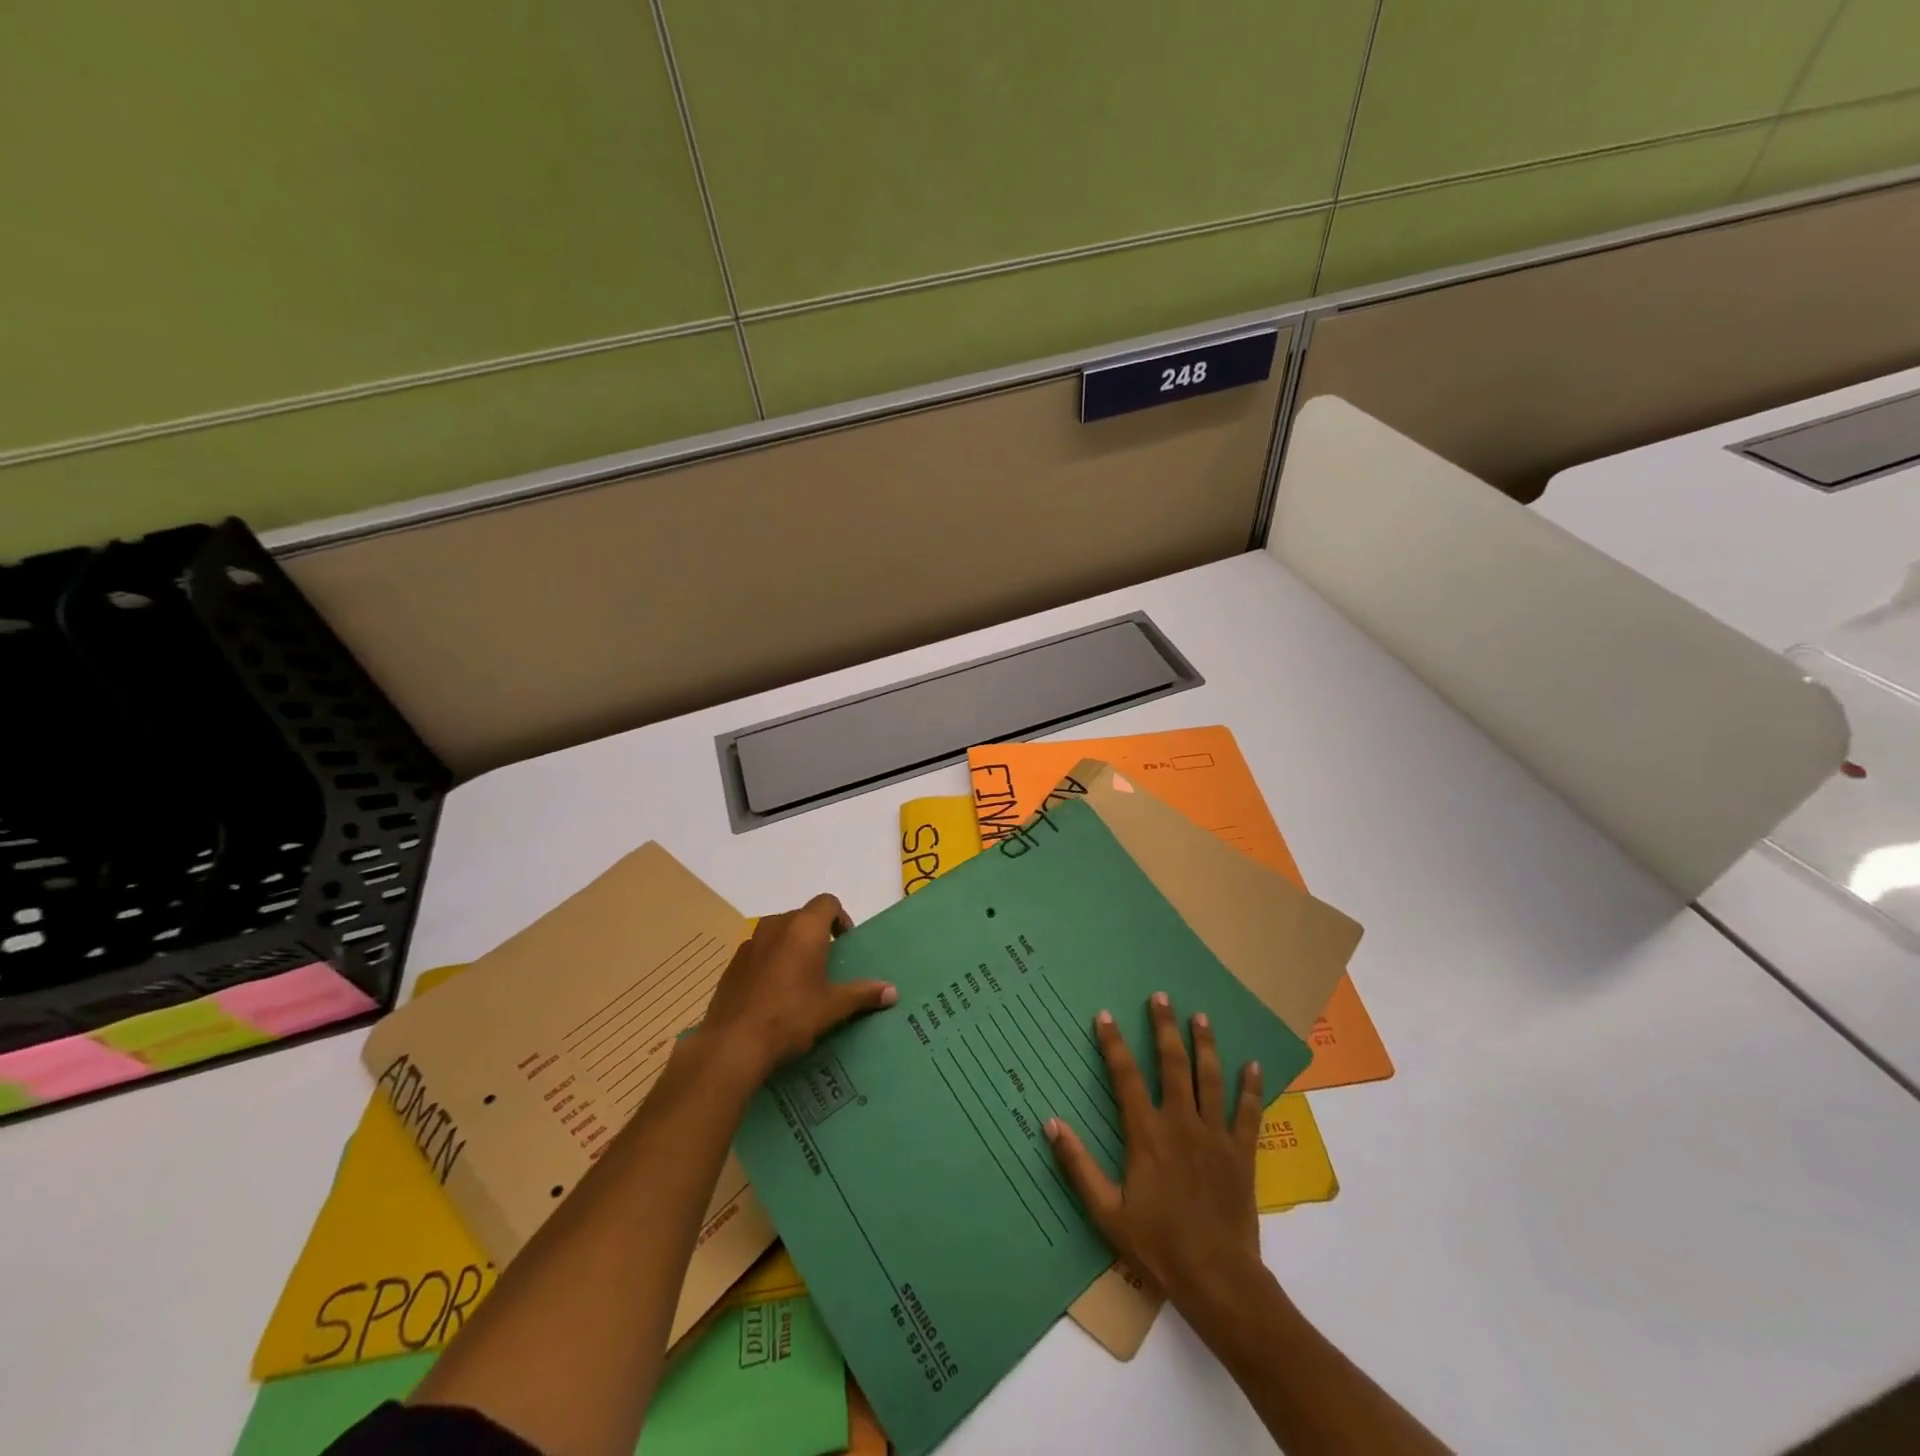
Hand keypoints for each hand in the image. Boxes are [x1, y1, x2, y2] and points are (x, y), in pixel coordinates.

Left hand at [698, 895, 896, 1081]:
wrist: (733, 1043)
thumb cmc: (791, 1016)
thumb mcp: (833, 1007)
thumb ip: (863, 994)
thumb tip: (892, 991)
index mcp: (804, 928)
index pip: (827, 902)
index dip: (840, 917)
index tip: (844, 943)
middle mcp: (776, 926)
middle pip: (802, 915)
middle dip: (816, 932)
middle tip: (826, 962)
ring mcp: (750, 944)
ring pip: (777, 932)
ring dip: (790, 945)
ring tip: (799, 977)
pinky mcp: (732, 964)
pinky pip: (758, 952)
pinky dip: (769, 961)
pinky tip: (772, 993)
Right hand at [1046, 991, 1265, 1316]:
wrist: (1217, 1278)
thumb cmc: (1157, 1245)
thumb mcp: (1106, 1211)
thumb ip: (1078, 1165)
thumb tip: (1050, 1123)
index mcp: (1146, 1134)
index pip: (1125, 1077)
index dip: (1113, 1044)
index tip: (1105, 1015)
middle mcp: (1181, 1123)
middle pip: (1172, 1063)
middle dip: (1165, 1027)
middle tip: (1161, 997)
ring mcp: (1215, 1135)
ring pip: (1209, 1078)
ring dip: (1204, 1045)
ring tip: (1201, 1016)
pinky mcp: (1241, 1153)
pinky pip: (1248, 1112)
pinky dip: (1251, 1087)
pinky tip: (1253, 1065)